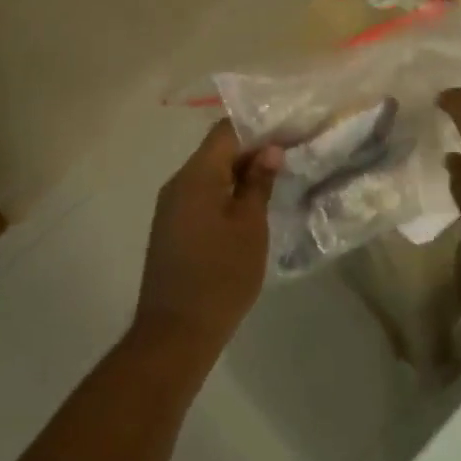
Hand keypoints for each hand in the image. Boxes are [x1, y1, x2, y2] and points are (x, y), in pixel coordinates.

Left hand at [134, 121, 279, 355]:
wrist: (175, 333)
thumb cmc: (221, 275)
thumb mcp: (250, 226)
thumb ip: (258, 183)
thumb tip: (269, 150)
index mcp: (196, 175)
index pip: (226, 130)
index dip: (258, 127)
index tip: (289, 134)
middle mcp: (178, 183)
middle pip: (217, 150)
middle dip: (252, 151)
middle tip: (290, 158)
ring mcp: (171, 207)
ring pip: (209, 174)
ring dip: (240, 174)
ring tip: (275, 182)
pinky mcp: (171, 228)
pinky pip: (201, 196)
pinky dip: (225, 194)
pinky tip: (250, 209)